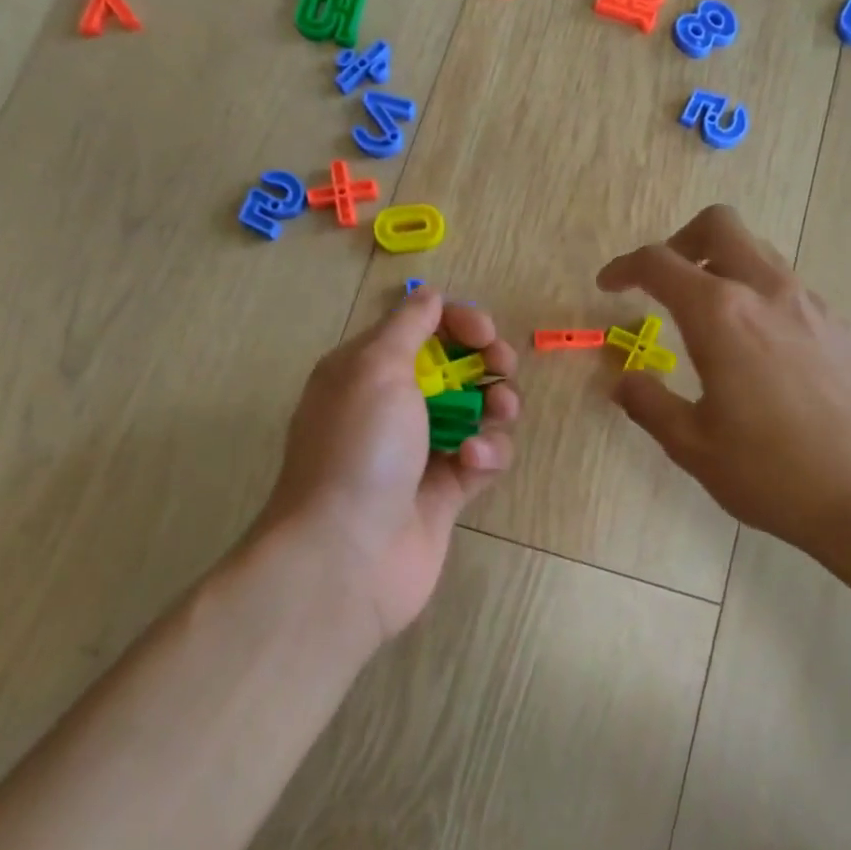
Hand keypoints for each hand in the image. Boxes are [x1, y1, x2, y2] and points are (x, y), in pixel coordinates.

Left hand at [257, 289, 519, 643]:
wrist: (347, 554)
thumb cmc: (360, 448)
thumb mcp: (374, 368)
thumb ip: (408, 326)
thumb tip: (430, 295)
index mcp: (366, 370)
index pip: (422, 328)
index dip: (458, 323)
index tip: (484, 334)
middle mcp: (392, 406)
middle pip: (456, 367)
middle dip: (487, 362)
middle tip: (502, 369)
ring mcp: (420, 450)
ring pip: (477, 412)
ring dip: (496, 407)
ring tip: (497, 415)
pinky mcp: (445, 492)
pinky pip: (481, 457)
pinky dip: (486, 454)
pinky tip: (473, 462)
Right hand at [596, 205, 850, 578]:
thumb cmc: (771, 472)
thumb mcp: (691, 445)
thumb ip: (647, 402)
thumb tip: (623, 379)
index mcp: (721, 315)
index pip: (661, 263)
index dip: (625, 267)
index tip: (608, 285)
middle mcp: (767, 293)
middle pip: (719, 226)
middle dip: (680, 242)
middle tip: (663, 282)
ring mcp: (812, 305)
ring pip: (758, 253)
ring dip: (722, 267)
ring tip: (706, 317)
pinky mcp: (841, 327)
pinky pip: (788, 289)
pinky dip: (757, 297)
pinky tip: (757, 351)